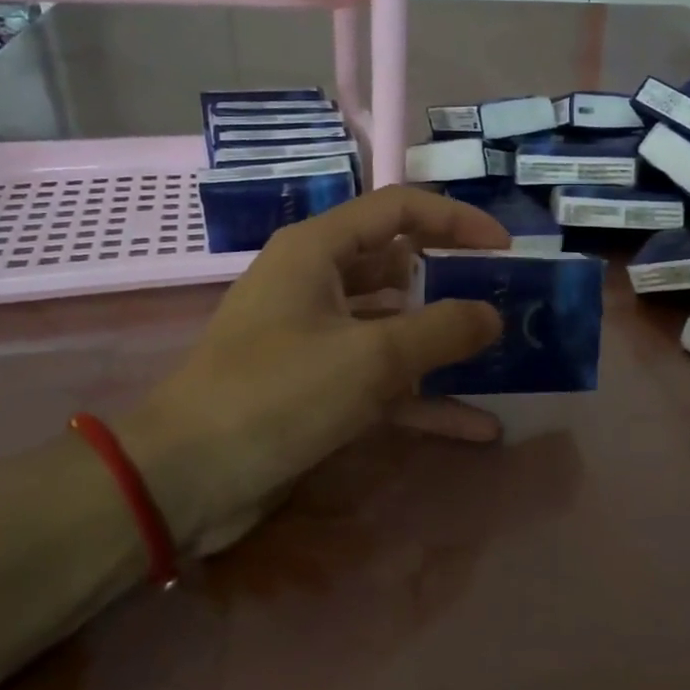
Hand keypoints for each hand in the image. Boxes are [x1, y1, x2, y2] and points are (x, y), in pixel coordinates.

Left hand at [122, 186, 508, 556]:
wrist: (184, 481)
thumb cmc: (276, 395)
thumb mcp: (371, 357)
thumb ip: (442, 330)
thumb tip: (493, 315)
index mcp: (317, 250)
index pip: (398, 209)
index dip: (456, 221)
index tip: (505, 249)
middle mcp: (315, 284)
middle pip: (397, 267)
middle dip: (452, 283)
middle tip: (505, 302)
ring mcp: (315, 338)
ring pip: (393, 328)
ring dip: (442, 346)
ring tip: (500, 359)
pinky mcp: (316, 387)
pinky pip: (380, 380)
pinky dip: (423, 398)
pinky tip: (476, 426)